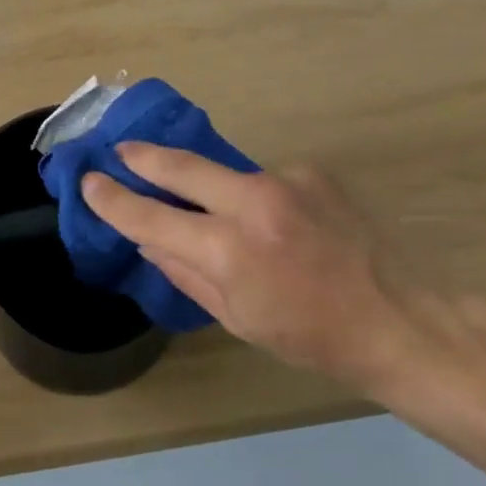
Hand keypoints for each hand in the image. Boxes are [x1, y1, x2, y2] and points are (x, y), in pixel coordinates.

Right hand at [81, 144, 438, 394]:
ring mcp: (286, 180)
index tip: (90, 183)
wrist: (396, 319)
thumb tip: (147, 239)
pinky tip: (276, 222)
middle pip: (181, 165)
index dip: (114, 200)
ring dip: (209, 185)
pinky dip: (255, 197)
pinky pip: (263, 180)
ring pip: (226, 172)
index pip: (152, 216)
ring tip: (215, 210)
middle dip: (143, 157)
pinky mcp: (312, 172)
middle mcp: (254, 202)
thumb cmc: (309, 335)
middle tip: (119, 150)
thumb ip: (184, 271)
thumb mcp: (236, 317)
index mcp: (230, 250)